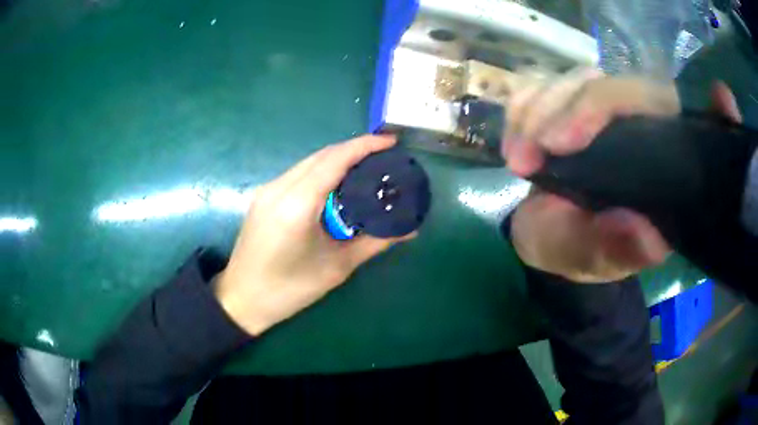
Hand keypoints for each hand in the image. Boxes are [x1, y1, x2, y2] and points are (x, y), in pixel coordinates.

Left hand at [214, 135, 414, 335]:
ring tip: (365, 168)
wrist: (243, 299)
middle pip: (321, 155)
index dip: (364, 146)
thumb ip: (375, 242)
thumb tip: (410, 230)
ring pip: (307, 162)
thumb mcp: (337, 266)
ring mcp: (267, 190)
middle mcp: (279, 188)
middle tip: (383, 157)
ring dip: (337, 159)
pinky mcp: (262, 197)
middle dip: (354, 149)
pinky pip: (297, 174)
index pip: (335, 160)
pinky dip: (320, 171)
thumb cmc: (290, 289)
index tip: (391, 142)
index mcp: (297, 204)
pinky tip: (336, 184)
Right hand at [505, 70, 740, 282]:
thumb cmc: (576, 251)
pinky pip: (542, 85)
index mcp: (663, 165)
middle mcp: (641, 126)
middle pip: (623, 87)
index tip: (714, 103)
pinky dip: (521, 105)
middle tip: (534, 155)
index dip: (708, 114)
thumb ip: (618, 251)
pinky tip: (514, 139)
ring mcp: (601, 109)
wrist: (548, 236)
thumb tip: (650, 237)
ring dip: (539, 110)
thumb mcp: (593, 261)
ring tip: (518, 158)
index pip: (687, 126)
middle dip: (576, 109)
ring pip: (577, 79)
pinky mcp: (564, 104)